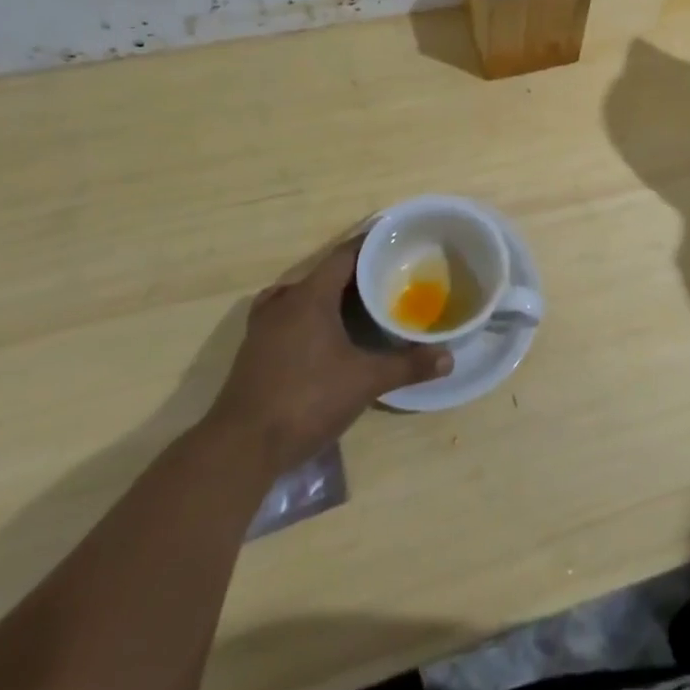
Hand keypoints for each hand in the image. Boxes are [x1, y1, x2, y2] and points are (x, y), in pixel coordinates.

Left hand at [204, 236, 450, 473]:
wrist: (241, 447)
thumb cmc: (307, 400)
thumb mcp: (365, 382)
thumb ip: (407, 366)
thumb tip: (448, 358)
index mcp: (309, 297)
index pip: (344, 255)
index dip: (370, 245)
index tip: (396, 241)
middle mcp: (283, 302)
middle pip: (323, 274)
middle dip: (355, 273)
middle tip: (388, 276)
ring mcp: (263, 327)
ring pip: (301, 296)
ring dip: (329, 295)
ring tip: (359, 303)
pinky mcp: (254, 351)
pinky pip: (286, 317)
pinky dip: (308, 316)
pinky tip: (325, 336)